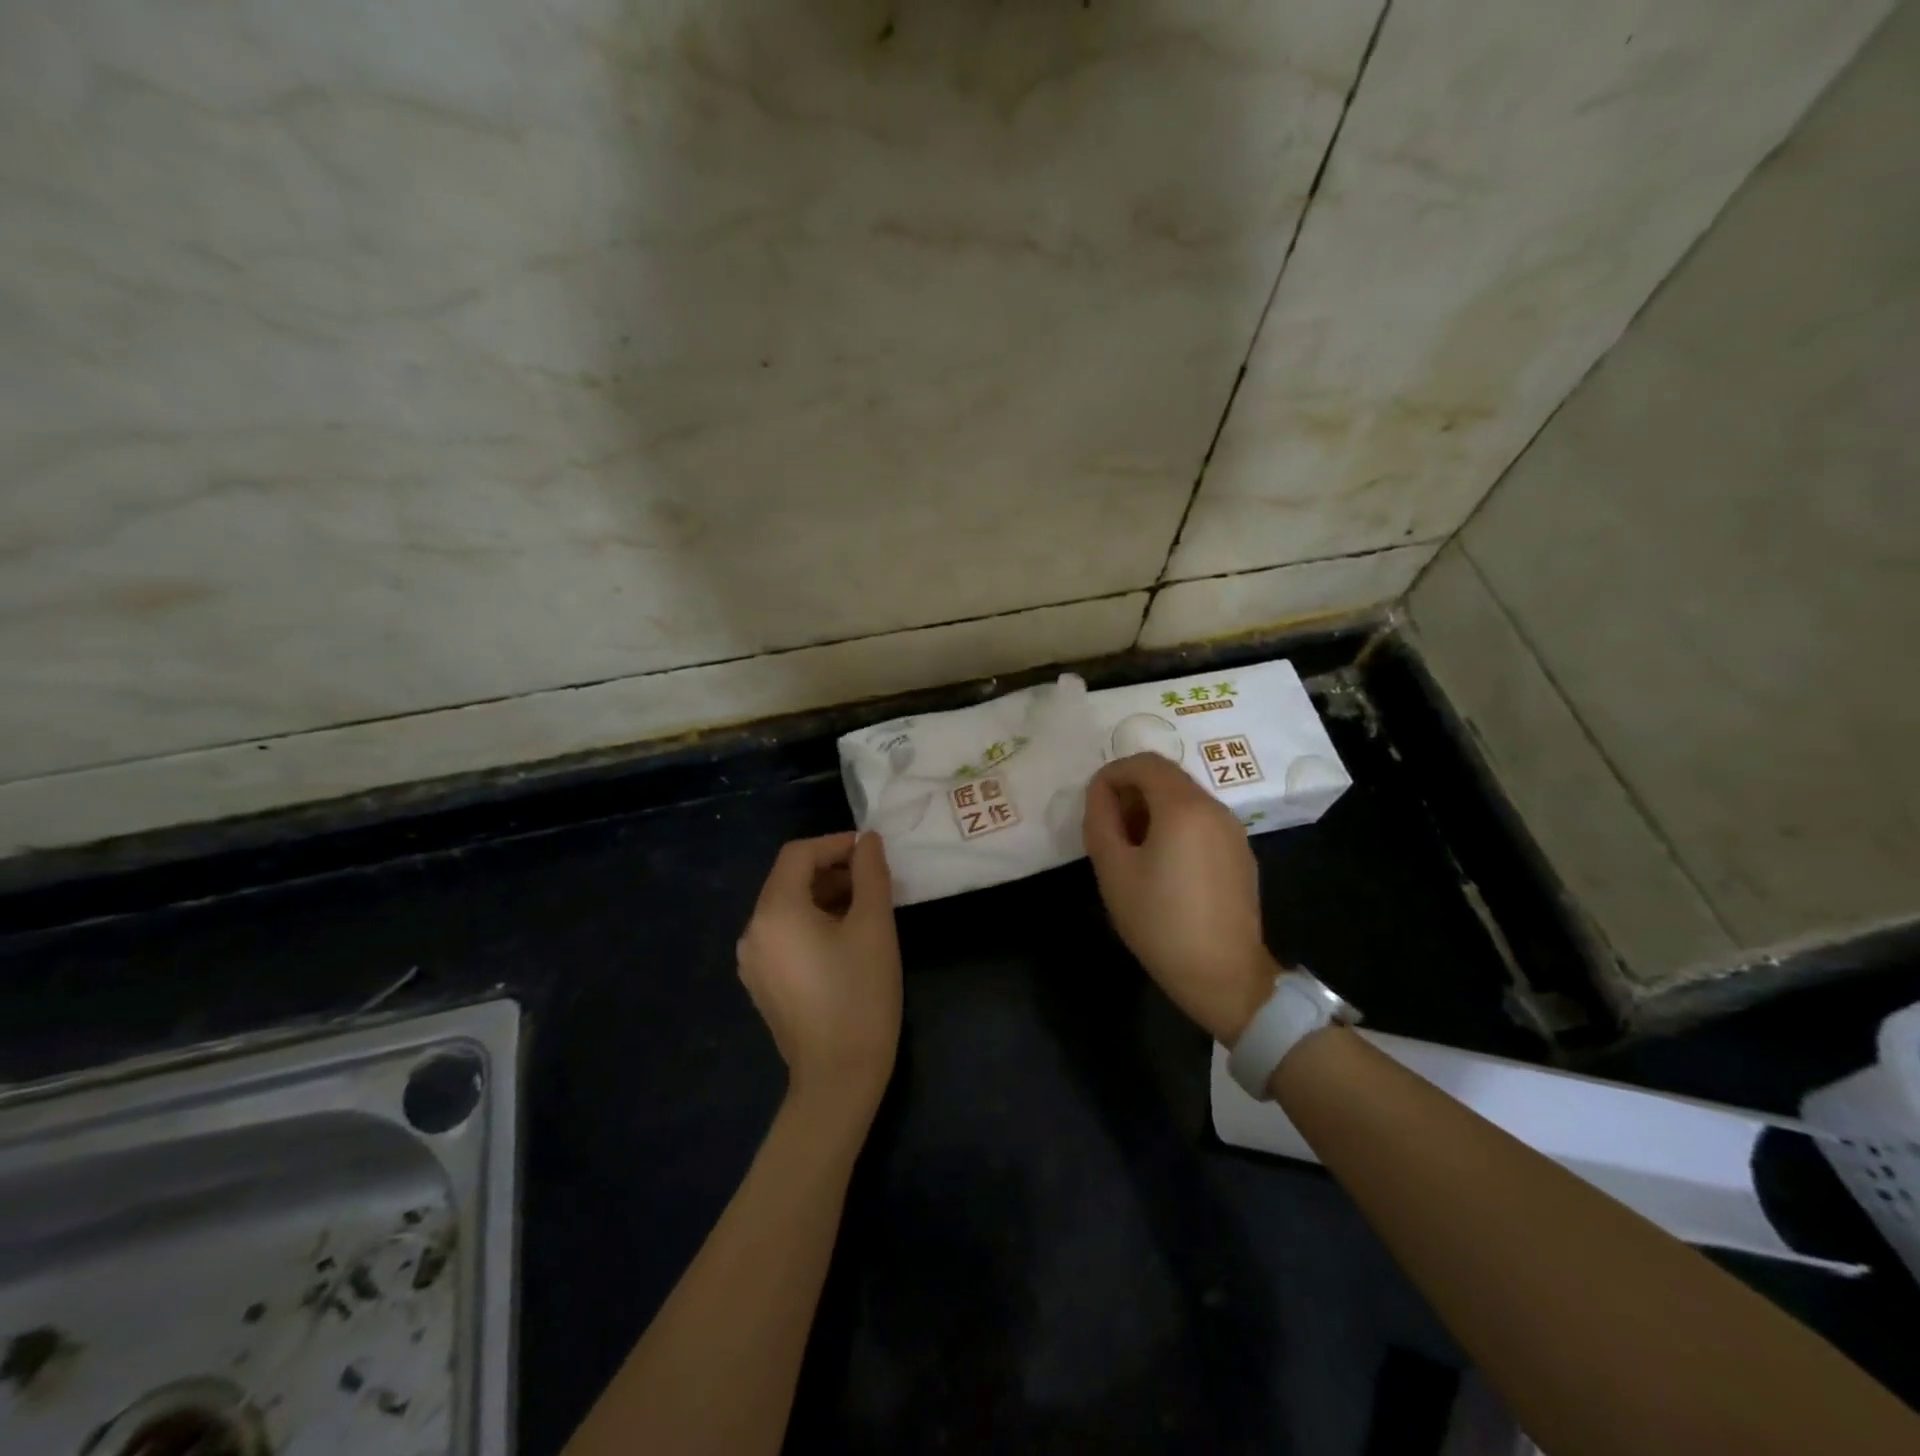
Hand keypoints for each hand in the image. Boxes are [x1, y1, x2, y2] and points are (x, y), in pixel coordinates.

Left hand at [737, 831, 902, 1121]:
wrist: (838, 1077)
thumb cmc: (861, 995)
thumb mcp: (874, 926)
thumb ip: (871, 873)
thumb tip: (867, 839)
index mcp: (775, 911)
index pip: (798, 854)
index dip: (835, 844)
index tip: (870, 852)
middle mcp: (753, 930)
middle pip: (789, 879)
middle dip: (832, 870)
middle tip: (874, 880)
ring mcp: (752, 960)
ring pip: (787, 908)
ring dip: (824, 896)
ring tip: (865, 908)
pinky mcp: (762, 983)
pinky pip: (784, 935)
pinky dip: (811, 923)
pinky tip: (844, 939)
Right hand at [1083, 753, 1276, 1043]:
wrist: (1224, 975)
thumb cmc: (1160, 921)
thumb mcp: (1113, 870)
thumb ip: (1100, 819)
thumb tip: (1100, 793)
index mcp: (1184, 806)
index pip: (1144, 762)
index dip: (1112, 774)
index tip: (1093, 804)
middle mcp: (1214, 808)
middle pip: (1167, 777)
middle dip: (1132, 791)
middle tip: (1108, 827)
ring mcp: (1233, 831)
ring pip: (1185, 799)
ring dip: (1152, 809)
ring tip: (1131, 849)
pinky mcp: (1240, 854)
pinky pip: (1202, 822)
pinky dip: (1176, 826)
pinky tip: (1162, 866)